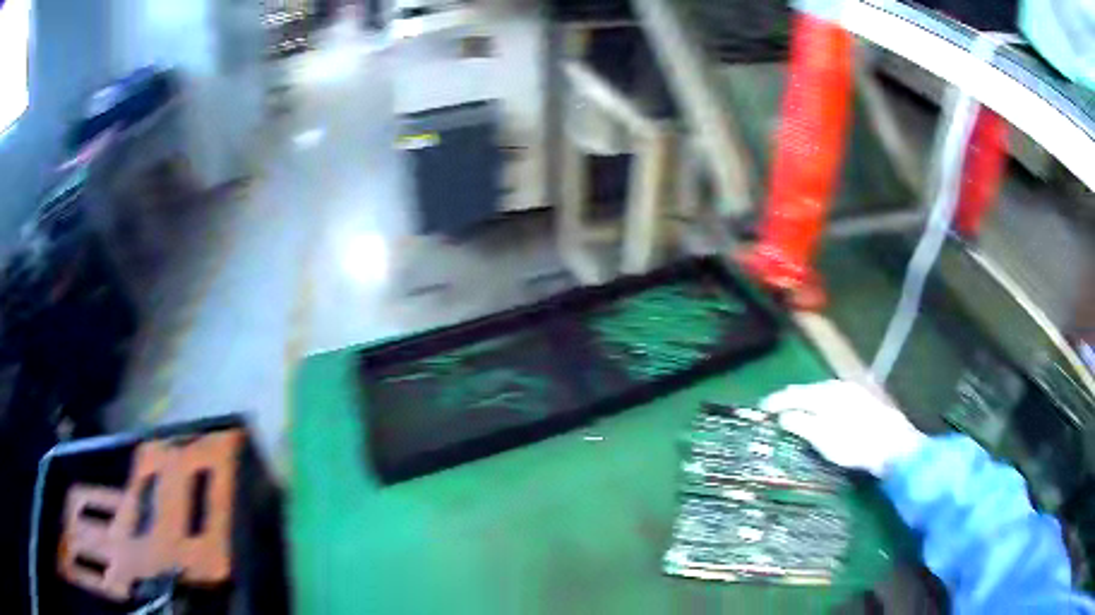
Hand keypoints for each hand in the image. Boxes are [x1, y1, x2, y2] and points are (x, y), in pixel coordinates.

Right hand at [760, 380, 925, 476]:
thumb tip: (783, 417)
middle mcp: (838, 386)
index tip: (761, 409)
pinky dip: (821, 403)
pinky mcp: (862, 399)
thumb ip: (802, 425)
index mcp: (826, 393)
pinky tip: (822, 412)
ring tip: (795, 410)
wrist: (892, 444)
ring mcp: (852, 391)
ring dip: (806, 400)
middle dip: (790, 399)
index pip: (794, 394)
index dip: (776, 402)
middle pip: (808, 390)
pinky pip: (833, 397)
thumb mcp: (823, 438)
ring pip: (822, 392)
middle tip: (775, 409)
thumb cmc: (854, 444)